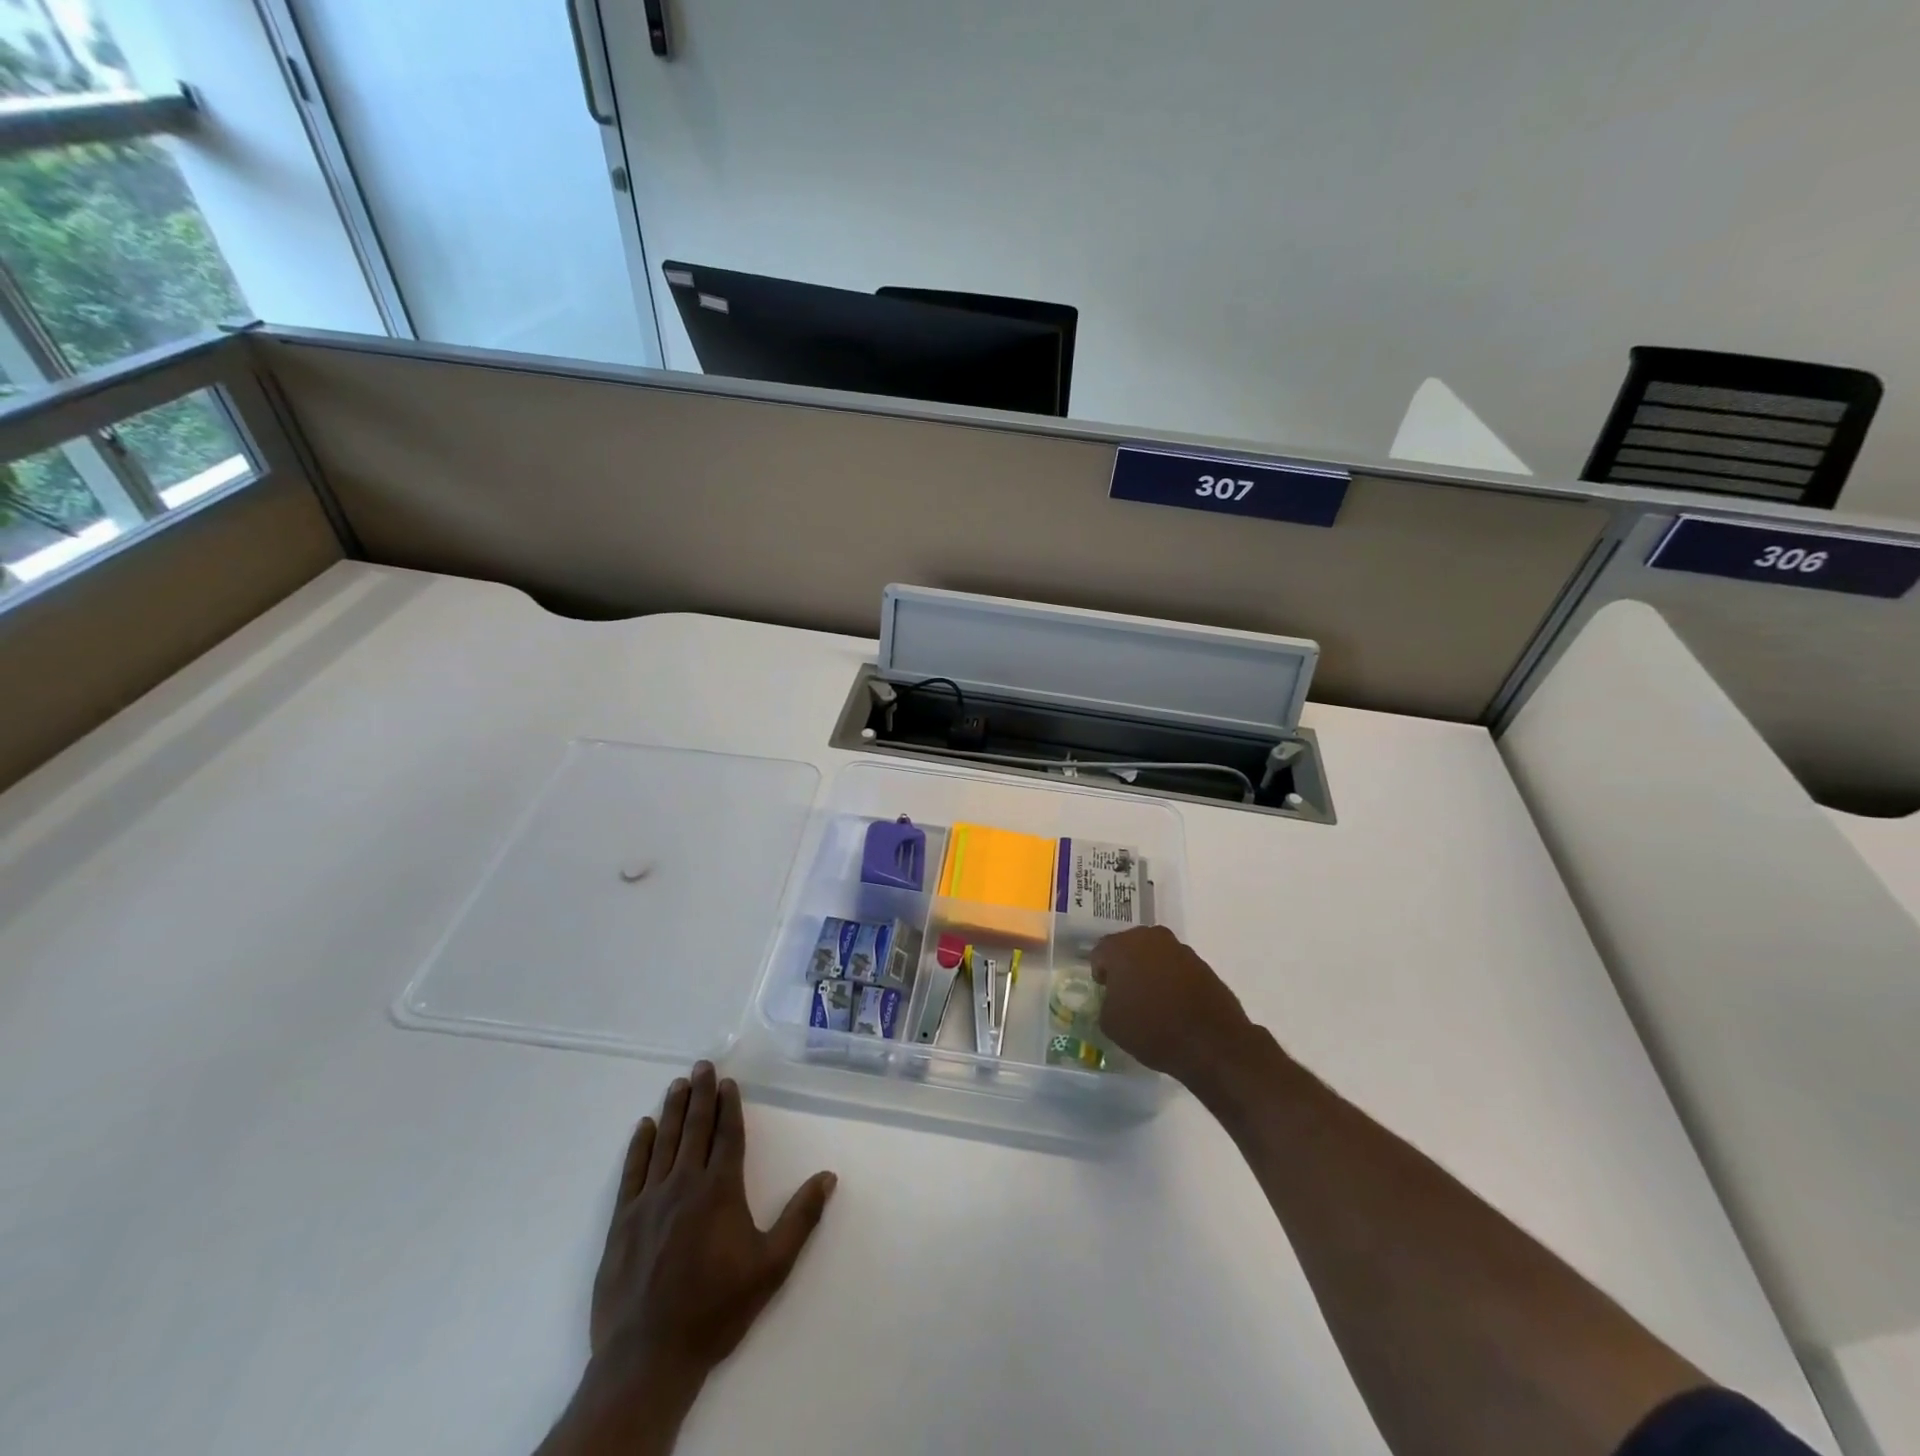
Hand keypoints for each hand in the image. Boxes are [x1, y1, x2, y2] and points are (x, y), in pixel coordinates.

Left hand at [592, 1062, 837, 1376]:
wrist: (648, 1358)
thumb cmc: (716, 1309)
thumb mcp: (771, 1267)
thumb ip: (801, 1218)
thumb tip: (828, 1176)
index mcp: (720, 1190)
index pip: (727, 1135)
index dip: (728, 1106)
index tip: (727, 1082)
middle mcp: (684, 1184)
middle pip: (694, 1129)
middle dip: (700, 1095)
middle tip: (702, 1065)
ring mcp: (649, 1200)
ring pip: (664, 1142)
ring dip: (672, 1110)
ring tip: (677, 1084)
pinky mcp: (622, 1221)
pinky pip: (632, 1171)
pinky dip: (639, 1146)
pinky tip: (643, 1127)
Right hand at [1091, 926, 1254, 1089]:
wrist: (1212, 1043)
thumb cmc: (1152, 1030)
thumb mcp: (1111, 1024)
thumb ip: (1105, 1002)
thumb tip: (1114, 998)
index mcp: (1122, 947)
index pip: (1100, 953)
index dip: (1100, 974)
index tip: (1106, 994)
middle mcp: (1149, 938)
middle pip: (1128, 947)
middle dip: (1125, 967)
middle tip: (1126, 994)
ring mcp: (1178, 948)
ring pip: (1153, 954)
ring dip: (1149, 970)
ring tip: (1152, 1000)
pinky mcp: (1201, 962)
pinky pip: (1175, 966)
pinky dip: (1170, 979)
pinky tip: (1173, 1003)